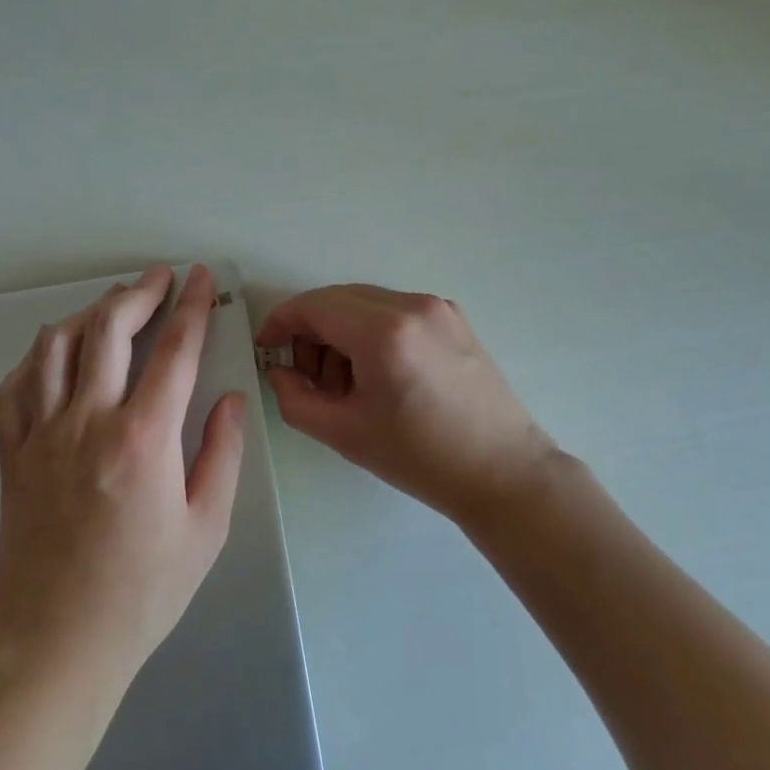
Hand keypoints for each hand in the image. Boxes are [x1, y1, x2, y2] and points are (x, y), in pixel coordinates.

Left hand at [0, 264, 243, 680]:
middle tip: (160, 278)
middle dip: (139, 293)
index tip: (201, 278)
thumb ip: (222, 453)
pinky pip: (13, 389)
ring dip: (88, 315)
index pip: (175, 351)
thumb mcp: (207, 527)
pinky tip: (55, 356)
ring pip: (55, 347)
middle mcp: (88, 422)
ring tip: (113, 306)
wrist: (57, 645)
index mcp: (143, 438)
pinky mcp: (11, 457)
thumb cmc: (144, 591)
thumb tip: (230, 400)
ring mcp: (40, 436)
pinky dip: (36, 359)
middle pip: (108, 330)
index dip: (193, 306)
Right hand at [256, 284, 555, 524]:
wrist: (502, 470)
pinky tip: (378, 374)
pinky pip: (396, 312)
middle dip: (312, 331)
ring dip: (342, 333)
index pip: (314, 306)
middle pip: (339, 300)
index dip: (281, 322)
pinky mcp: (454, 318)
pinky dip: (373, 332)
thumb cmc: (420, 457)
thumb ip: (295, 398)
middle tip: (307, 377)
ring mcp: (438, 308)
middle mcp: (412, 304)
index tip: (267, 348)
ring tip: (345, 384)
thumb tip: (281, 371)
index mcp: (384, 330)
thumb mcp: (344, 432)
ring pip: (367, 303)